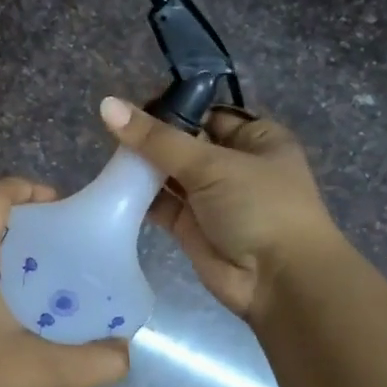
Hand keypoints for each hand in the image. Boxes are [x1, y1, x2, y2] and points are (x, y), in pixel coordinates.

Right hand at [99, 96, 342, 318]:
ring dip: (143, 167)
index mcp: (256, 138)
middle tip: (111, 130)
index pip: (207, 112)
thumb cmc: (260, 207)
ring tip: (108, 155)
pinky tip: (114, 185)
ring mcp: (212, 198)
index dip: (172, 107)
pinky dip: (140, 197)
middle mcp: (235, 164)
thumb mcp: (212, 164)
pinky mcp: (192, 227)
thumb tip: (108, 105)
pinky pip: (161, 204)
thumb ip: (157, 139)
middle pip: (185, 142)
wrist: (279, 281)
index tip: (131, 105)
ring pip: (170, 174)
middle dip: (152, 138)